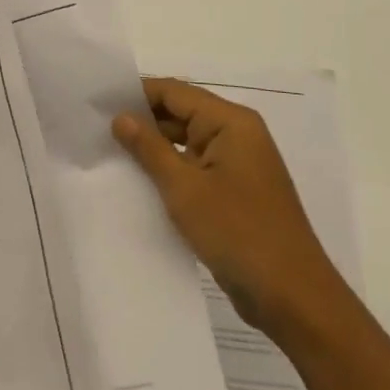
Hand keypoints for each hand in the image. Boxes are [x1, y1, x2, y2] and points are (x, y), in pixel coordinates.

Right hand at [113, 78, 347, 338]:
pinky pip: (197, 168)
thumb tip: (121, 117)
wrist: (293, 298)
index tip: (99, 102)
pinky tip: (140, 182)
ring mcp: (238, 164)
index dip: (136, 94)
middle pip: (182, 113)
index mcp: (231, 122)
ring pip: (187, 142)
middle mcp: (237, 134)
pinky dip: (171, 171)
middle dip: (143, 120)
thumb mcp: (184, 189)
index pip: (175, 92)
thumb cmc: (238, 233)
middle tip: (97, 129)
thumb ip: (149, 148)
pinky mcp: (236, 191)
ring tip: (110, 153)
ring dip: (155, 148)